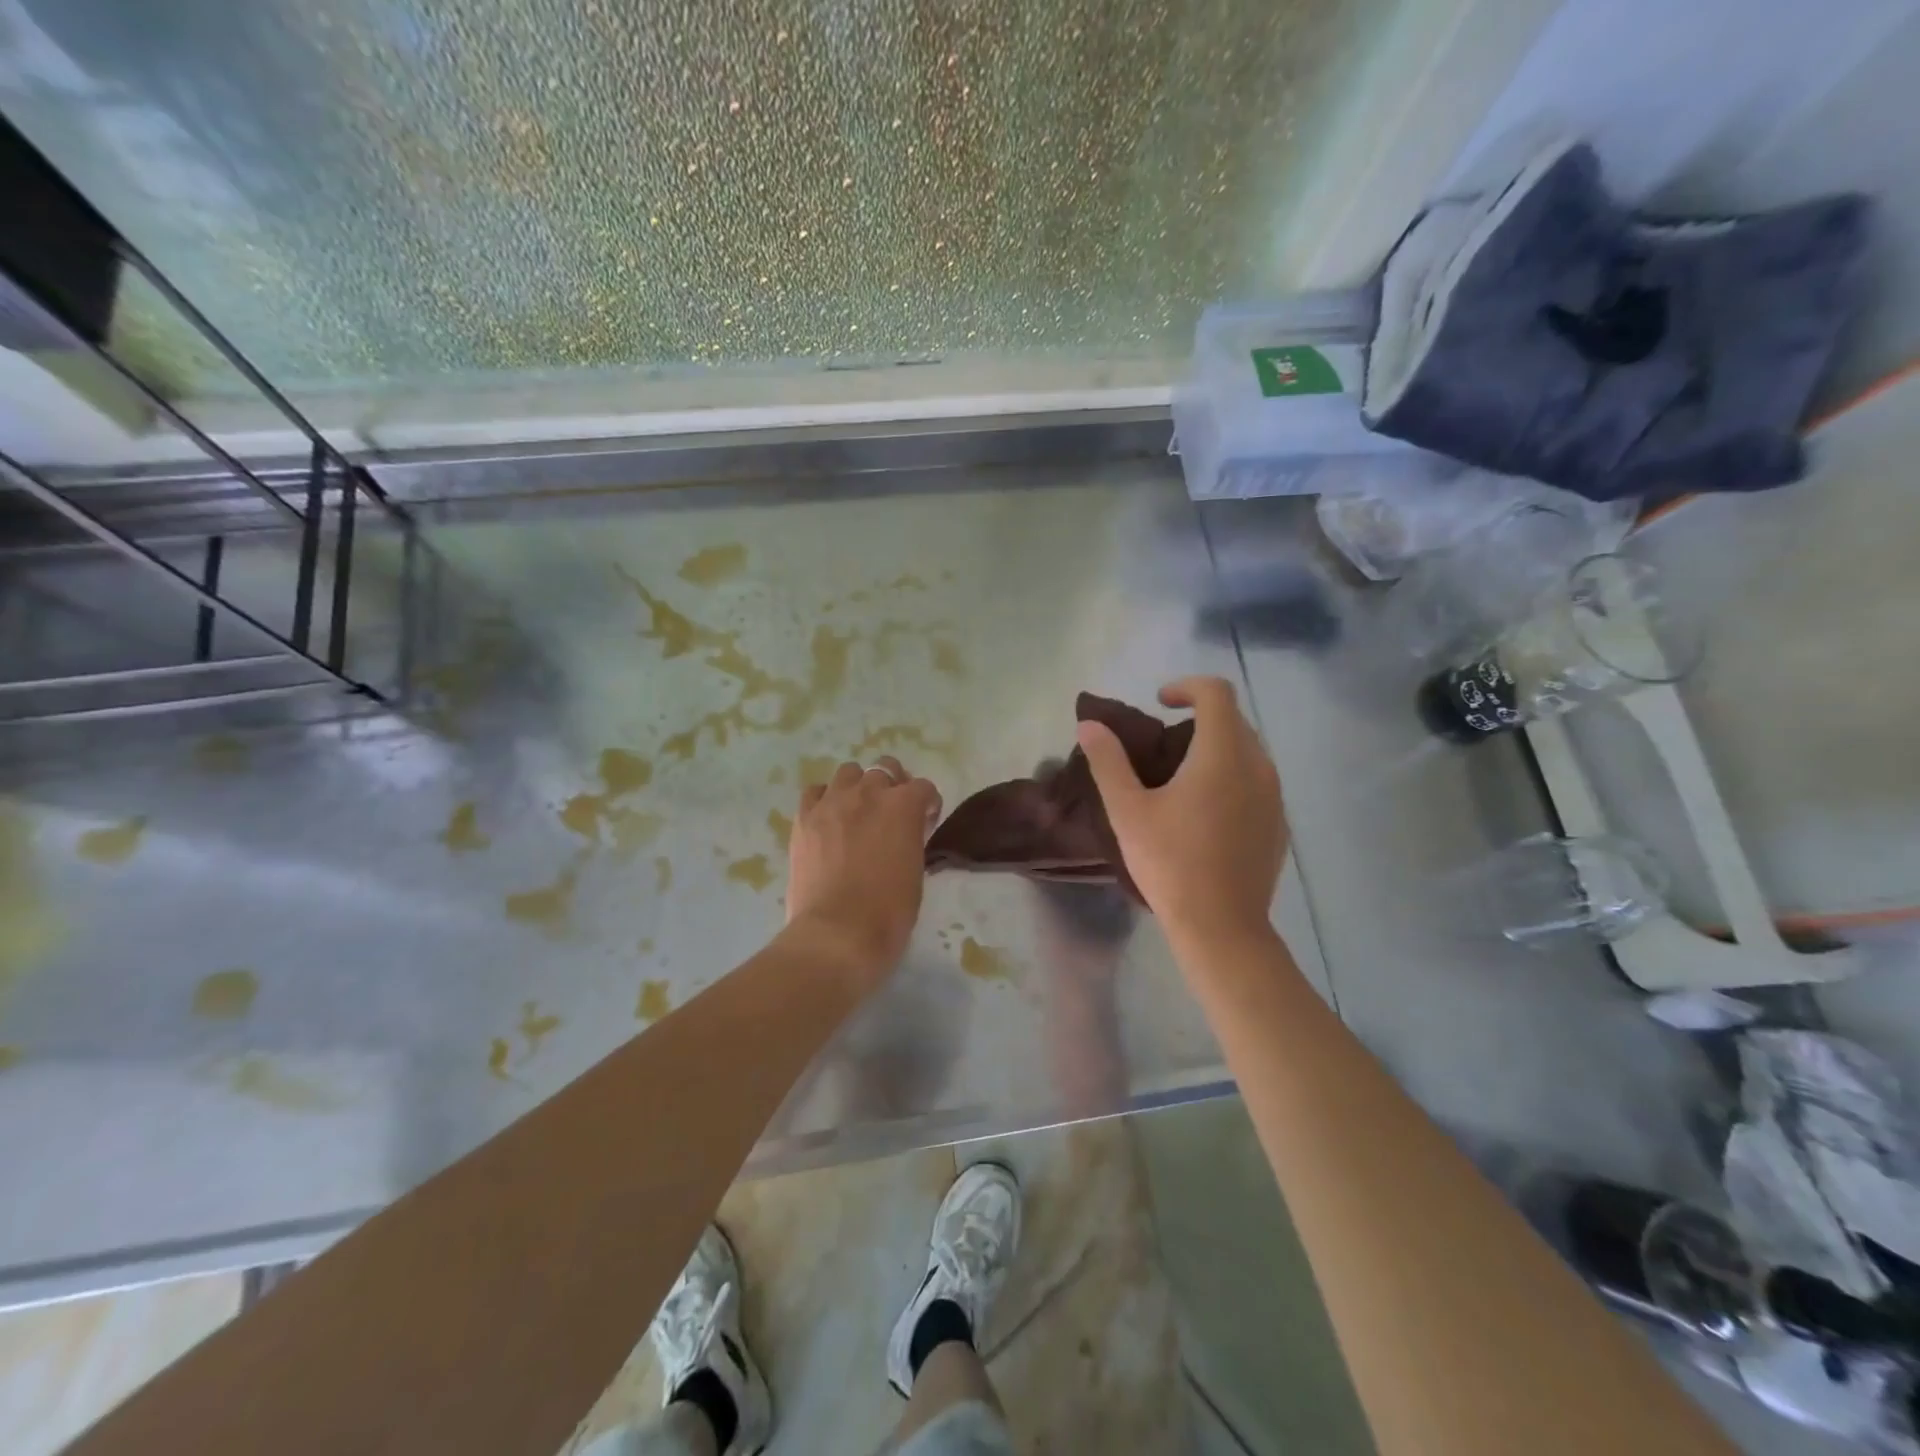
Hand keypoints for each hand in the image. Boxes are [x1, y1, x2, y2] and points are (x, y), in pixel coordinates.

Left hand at [785, 755, 941, 988]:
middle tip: (891, 814)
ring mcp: (832, 802)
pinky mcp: (804, 818)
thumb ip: (911, 840)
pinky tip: (828, 819)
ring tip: (857, 812)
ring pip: (848, 772)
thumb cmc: (889, 912)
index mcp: (904, 806)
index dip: (927, 805)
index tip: (925, 823)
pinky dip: (825, 799)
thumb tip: (903, 834)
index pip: (923, 788)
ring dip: (858, 786)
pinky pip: (815, 791)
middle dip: (893, 787)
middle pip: (885, 769)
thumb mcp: (915, 871)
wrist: (837, 934)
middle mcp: (869, 792)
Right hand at [1076, 676, 1285, 949]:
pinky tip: (1206, 814)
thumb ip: (1108, 761)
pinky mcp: (1279, 824)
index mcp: (1222, 754)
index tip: (1160, 703)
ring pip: (1249, 752)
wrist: (1222, 926)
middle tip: (1164, 745)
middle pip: (1235, 720)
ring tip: (1182, 779)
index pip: (1217, 693)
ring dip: (1217, 749)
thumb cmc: (1170, 862)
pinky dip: (1233, 778)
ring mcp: (1275, 796)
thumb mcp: (1128, 810)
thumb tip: (1090, 724)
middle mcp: (1258, 766)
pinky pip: (1257, 782)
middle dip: (1200, 718)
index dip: (1186, 687)